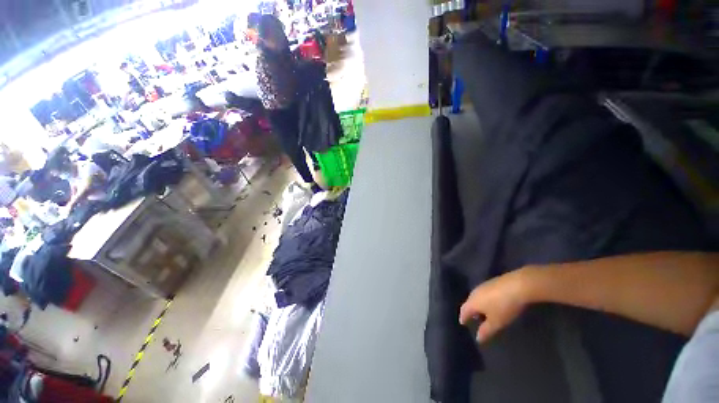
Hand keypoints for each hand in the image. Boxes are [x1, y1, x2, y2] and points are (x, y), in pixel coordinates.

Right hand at [459, 268, 533, 342]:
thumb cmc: (503, 306)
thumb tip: (477, 338)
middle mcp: (474, 293)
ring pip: (477, 298)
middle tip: (475, 320)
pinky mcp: (491, 282)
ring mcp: (483, 286)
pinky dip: (485, 300)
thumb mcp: (496, 322)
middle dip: (471, 312)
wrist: (517, 286)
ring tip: (486, 313)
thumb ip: (485, 331)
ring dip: (479, 306)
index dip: (463, 318)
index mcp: (472, 302)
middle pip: (469, 303)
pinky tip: (493, 304)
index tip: (463, 323)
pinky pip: (484, 293)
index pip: (463, 311)